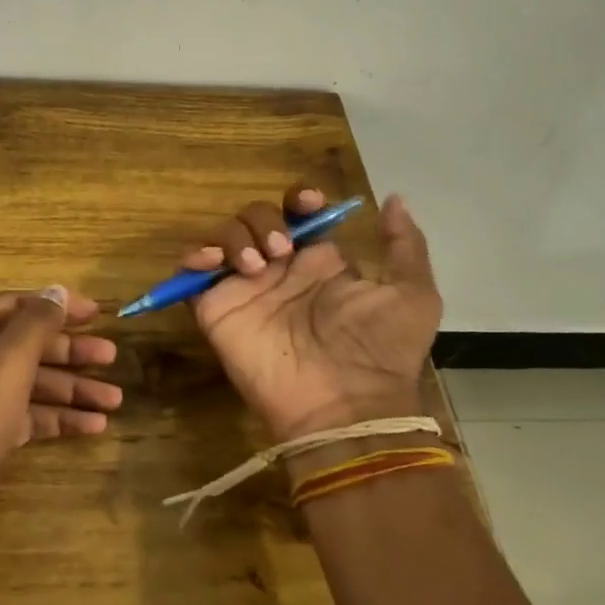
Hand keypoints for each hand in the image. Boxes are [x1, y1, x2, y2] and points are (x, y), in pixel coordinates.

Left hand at [0, 287, 120, 504]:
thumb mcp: (7, 361)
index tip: (97, 313)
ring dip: (71, 389)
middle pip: (23, 345)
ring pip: (28, 382)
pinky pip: (24, 414)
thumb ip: (37, 322)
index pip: (13, 305)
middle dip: (70, 353)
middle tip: (112, 356)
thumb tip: (58, 292)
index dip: (57, 306)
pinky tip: (95, 426)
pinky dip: (56, 417)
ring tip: (116, 400)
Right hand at [181, 186, 441, 442]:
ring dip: (234, 235)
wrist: (344, 405)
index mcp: (319, 262)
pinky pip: (191, 274)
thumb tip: (395, 199)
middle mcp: (279, 270)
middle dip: (264, 219)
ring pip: (224, 236)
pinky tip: (213, 262)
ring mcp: (245, 289)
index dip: (298, 199)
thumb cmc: (379, 350)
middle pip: (256, 217)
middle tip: (280, 250)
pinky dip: (194, 256)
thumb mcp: (412, 295)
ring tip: (255, 265)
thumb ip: (405, 246)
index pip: (298, 214)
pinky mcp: (217, 310)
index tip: (307, 203)